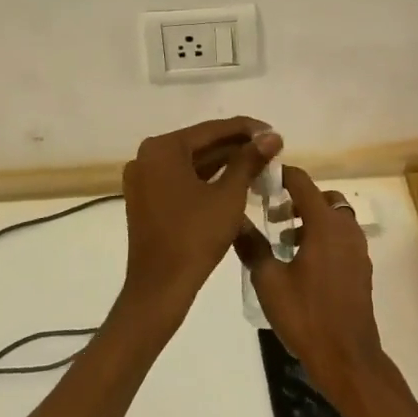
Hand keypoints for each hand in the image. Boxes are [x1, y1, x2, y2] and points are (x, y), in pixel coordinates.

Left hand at [121, 117, 281, 325]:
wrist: (160, 287)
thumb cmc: (195, 236)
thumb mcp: (229, 195)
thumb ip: (249, 161)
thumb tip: (272, 136)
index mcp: (162, 149)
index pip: (211, 130)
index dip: (247, 129)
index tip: (274, 132)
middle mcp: (147, 157)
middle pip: (200, 144)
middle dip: (236, 146)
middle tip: (270, 148)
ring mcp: (143, 179)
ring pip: (191, 163)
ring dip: (223, 163)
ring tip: (259, 163)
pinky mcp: (146, 199)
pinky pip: (181, 179)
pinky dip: (207, 179)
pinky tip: (235, 181)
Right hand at [237, 167, 389, 400]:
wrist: (346, 356)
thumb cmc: (306, 315)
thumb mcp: (268, 281)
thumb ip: (252, 246)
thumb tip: (235, 220)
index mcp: (324, 224)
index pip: (302, 182)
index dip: (281, 176)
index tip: (260, 180)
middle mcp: (345, 228)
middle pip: (322, 197)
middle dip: (297, 199)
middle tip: (272, 215)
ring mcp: (357, 247)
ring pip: (334, 217)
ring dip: (311, 218)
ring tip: (284, 241)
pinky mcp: (361, 266)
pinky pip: (341, 236)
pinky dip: (323, 235)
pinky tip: (302, 261)